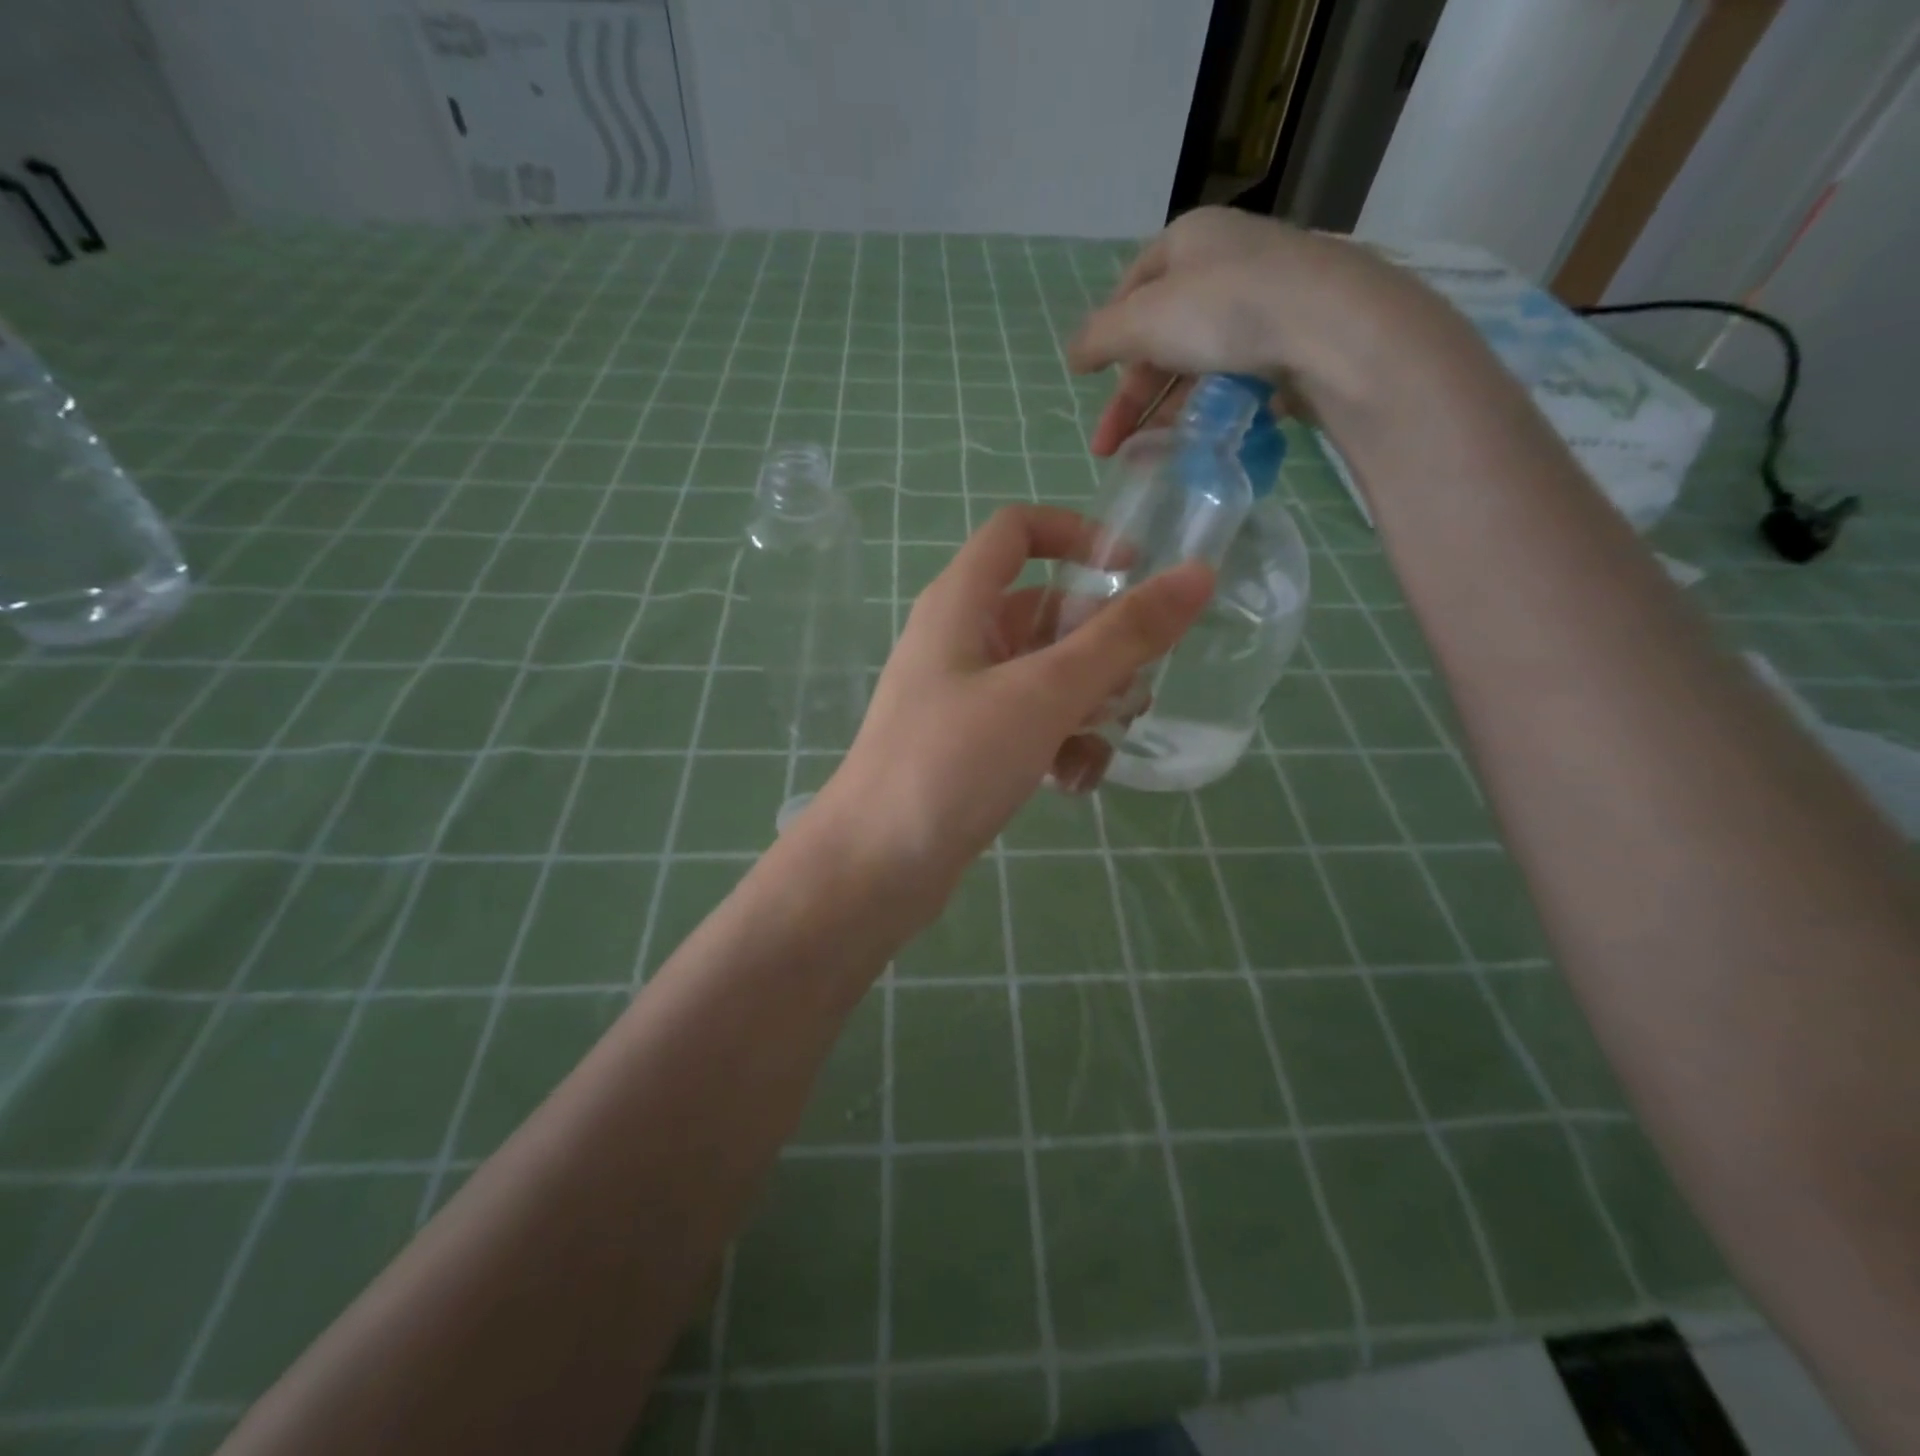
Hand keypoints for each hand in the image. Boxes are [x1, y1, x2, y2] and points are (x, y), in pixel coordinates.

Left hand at [812, 505, 1211, 918]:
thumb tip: (1197, 574)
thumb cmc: (952, 762)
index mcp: (961, 602)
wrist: (874, 867)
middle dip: (1099, 647)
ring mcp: (962, 696)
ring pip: (1045, 675)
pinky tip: (1072, 784)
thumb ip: (1123, 636)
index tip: (1134, 571)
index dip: (1078, 535)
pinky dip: (1058, 744)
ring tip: (1102, 748)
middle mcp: (959, 640)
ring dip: (1086, 705)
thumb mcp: (1045, 693)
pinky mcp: (968, 747)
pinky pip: (1029, 725)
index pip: (1018, 530)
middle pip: (1045, 612)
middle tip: (1135, 690)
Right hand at [1068, 207, 1414, 456]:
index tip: (1089, 380)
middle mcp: (1227, 263)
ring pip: (1198, 363)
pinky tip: (1196, 441)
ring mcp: (1265, 302)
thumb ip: (1098, 338)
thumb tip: (1073, 354)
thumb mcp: (1142, 321)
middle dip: (1131, 396)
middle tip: (1108, 448)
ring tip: (1147, 457)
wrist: (1331, 329)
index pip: (1132, 287)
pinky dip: (1209, 410)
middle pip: (1163, 335)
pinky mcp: (1293, 343)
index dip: (1107, 336)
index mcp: (1190, 240)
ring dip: (1165, 412)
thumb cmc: (1224, 310)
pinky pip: (1236, 378)